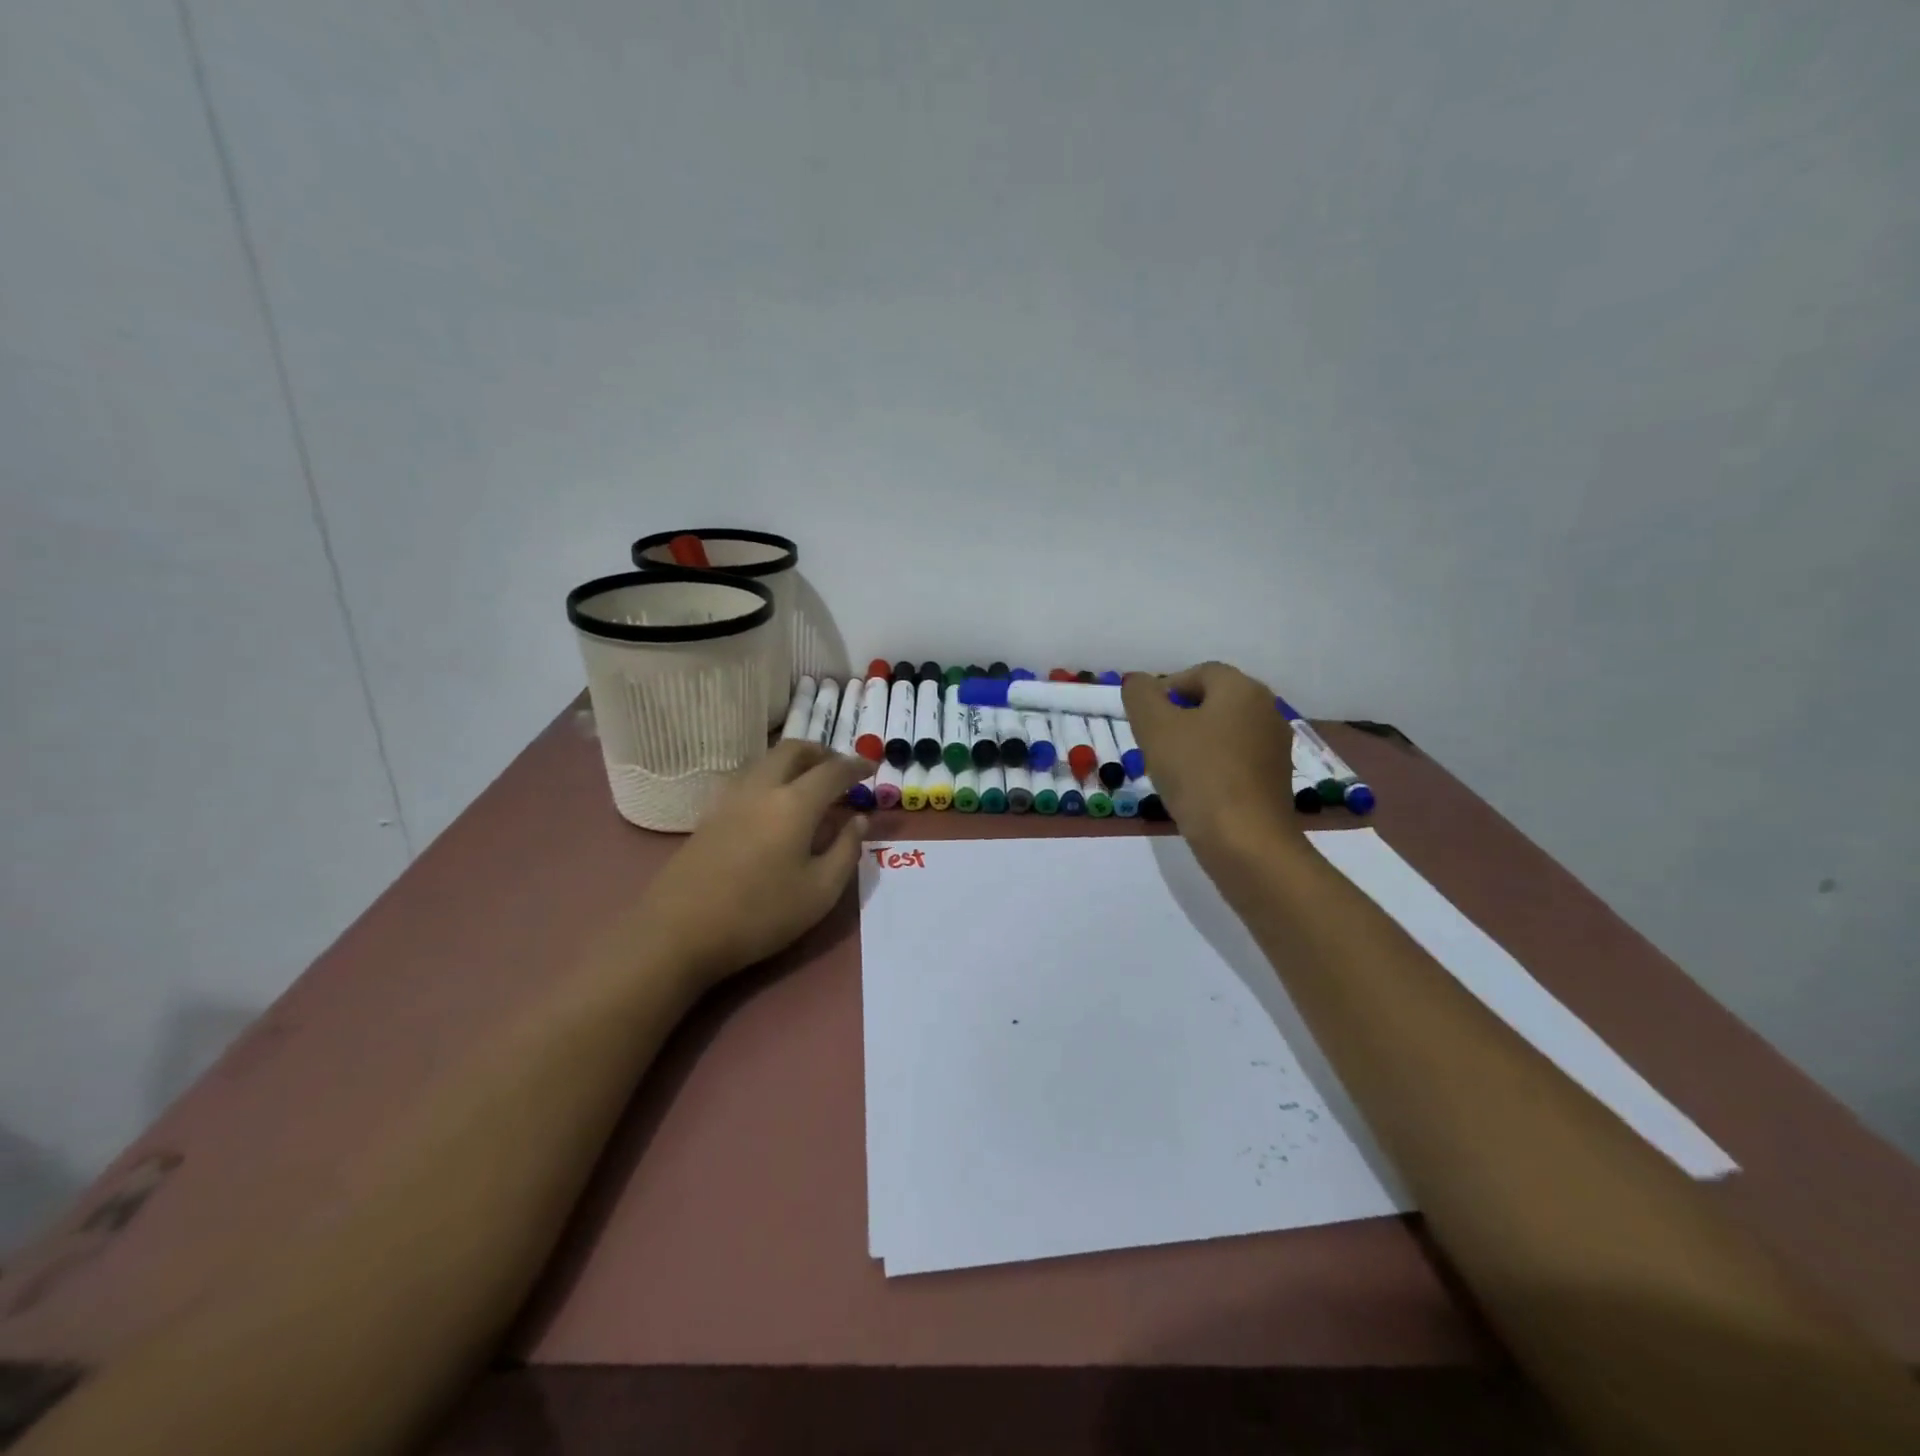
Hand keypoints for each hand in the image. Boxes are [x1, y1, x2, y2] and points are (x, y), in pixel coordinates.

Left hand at [639, 741, 870, 987]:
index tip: (871, 767)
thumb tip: (859, 820)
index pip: (833, 771)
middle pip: (793, 750)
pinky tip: (775, 807)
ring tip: (809, 785)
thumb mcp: (820, 892)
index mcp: (794, 803)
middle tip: (839, 770)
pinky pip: (749, 779)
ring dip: (793, 762)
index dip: (856, 766)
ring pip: (766, 761)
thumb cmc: (760, 914)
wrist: (678, 932)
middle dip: (821, 752)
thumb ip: (846, 850)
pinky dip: (771, 778)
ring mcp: (730, 799)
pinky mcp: (710, 815)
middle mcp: (762, 788)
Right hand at [1121, 662, 1299, 852]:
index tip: (1143, 718)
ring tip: (1169, 770)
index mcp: (1243, 690)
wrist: (1245, 842)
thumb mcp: (1155, 728)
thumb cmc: (1198, 775)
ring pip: (1225, 733)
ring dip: (1195, 744)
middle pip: (1214, 702)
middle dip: (1179, 717)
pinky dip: (1213, 767)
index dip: (1166, 689)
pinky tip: (1195, 791)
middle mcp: (1267, 711)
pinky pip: (1237, 761)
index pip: (1200, 673)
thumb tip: (1138, 682)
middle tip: (1152, 743)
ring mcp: (1275, 748)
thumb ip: (1141, 696)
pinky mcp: (1276, 781)